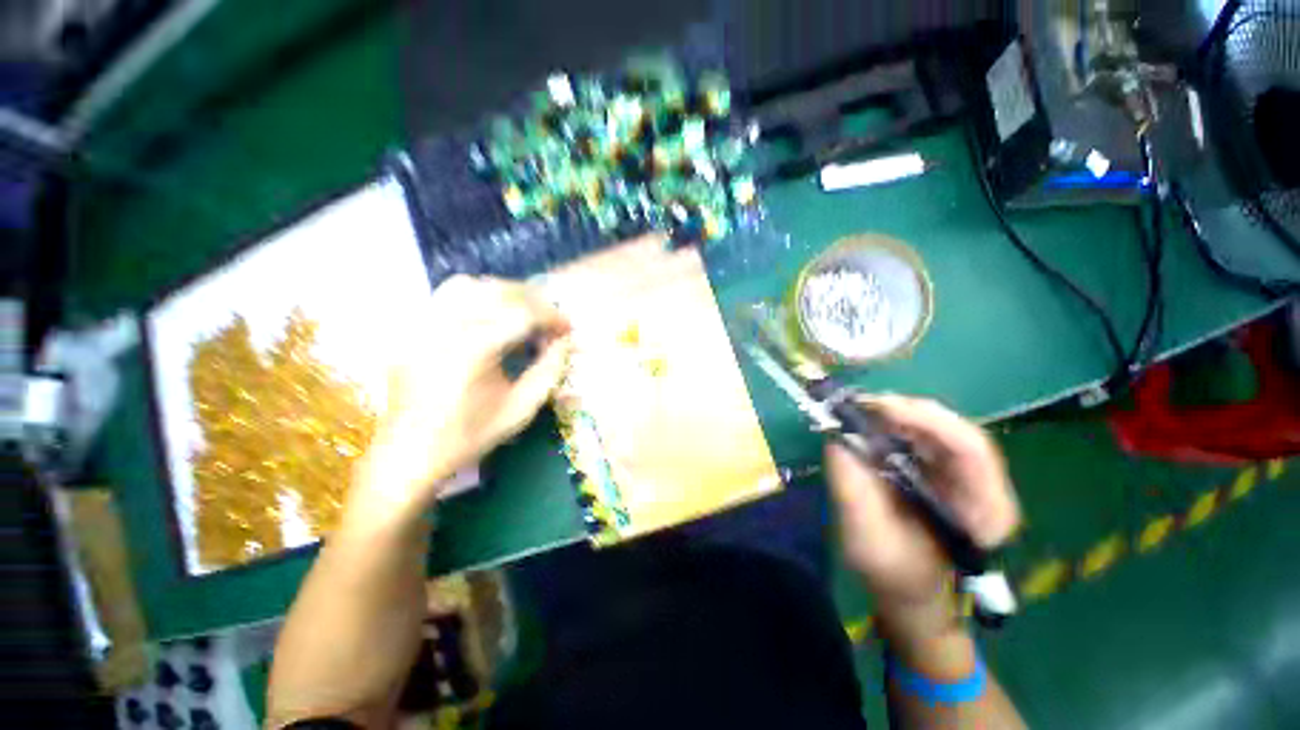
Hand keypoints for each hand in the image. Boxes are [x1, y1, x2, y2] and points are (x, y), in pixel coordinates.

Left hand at [346, 276, 571, 527]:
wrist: (410, 454)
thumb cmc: (471, 435)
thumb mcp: (522, 408)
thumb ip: (549, 370)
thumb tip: (565, 341)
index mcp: (474, 351)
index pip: (523, 314)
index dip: (552, 317)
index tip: (567, 328)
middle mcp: (444, 328)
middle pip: (497, 292)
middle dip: (533, 301)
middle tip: (549, 320)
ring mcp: (422, 325)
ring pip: (470, 285)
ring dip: (504, 293)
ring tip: (522, 312)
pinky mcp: (412, 329)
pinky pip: (445, 295)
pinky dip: (475, 296)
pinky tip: (489, 315)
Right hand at [825, 396, 1019, 624]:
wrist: (910, 587)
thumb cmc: (894, 573)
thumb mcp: (867, 539)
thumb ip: (853, 491)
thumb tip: (835, 440)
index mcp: (986, 512)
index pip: (971, 449)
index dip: (928, 421)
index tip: (881, 408)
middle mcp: (987, 487)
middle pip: (956, 430)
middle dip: (908, 412)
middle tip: (862, 405)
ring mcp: (968, 476)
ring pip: (940, 427)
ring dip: (899, 415)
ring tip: (862, 412)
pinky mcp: (947, 469)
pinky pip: (926, 435)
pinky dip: (896, 424)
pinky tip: (872, 424)